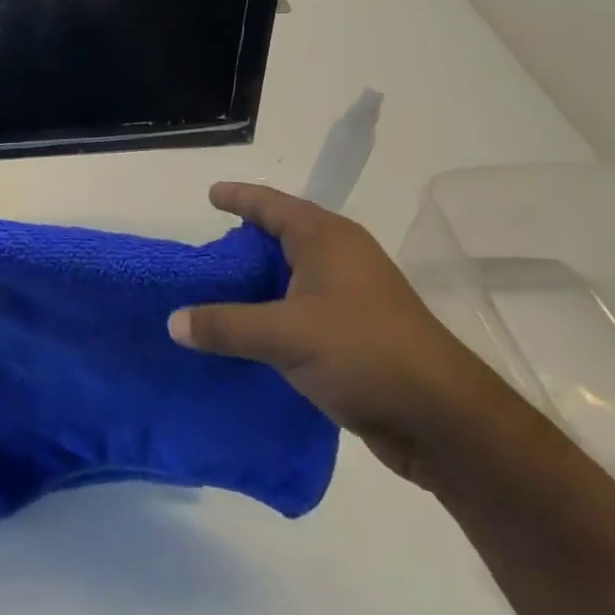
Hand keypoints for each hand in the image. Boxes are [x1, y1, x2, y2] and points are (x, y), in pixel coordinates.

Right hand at [169, 182, 512, 485]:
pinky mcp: (355, 333)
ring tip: (216, 294)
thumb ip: (225, 325)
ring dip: (257, 284)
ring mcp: (352, 297)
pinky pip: (301, 310)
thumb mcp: (284, 335)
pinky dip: (272, 315)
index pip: (272, 205)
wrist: (441, 418)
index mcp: (327, 239)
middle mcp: (341, 259)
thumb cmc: (363, 353)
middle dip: (244, 244)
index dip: (239, 198)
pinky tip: (247, 334)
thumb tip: (173, 322)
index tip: (210, 195)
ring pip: (292, 278)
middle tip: (203, 256)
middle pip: (282, 238)